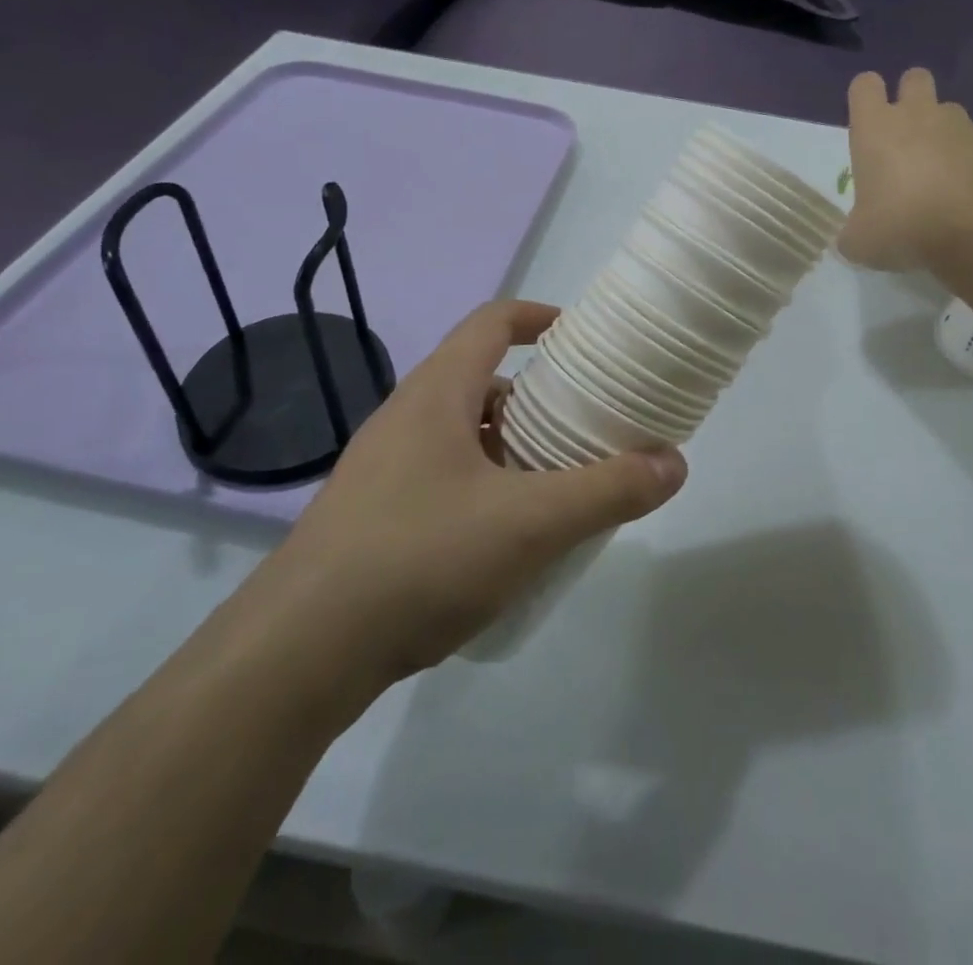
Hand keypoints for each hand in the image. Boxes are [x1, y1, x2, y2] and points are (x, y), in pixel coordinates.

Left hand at [256, 302, 685, 699]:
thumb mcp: (530, 523)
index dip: (541, 317)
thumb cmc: (418, 559)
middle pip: (483, 378)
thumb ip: (608, 490)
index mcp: (438, 393)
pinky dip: (486, 484)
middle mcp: (407, 416)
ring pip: (464, 432)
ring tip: (559, 481)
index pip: (493, 321)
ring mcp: (384, 467)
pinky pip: (444, 475)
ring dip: (514, 444)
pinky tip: (508, 535)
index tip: (586, 339)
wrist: (297, 654)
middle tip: (587, 423)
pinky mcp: (374, 514)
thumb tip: (674, 462)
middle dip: (539, 394)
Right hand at [839, 69, 972, 272]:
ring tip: (941, 172)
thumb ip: (853, 231)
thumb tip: (855, 237)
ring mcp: (962, 126)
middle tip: (906, 138)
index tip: (866, 125)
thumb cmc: (901, 226)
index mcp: (876, 128)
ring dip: (943, 132)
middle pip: (914, 78)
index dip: (864, 99)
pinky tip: (970, 191)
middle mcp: (918, 115)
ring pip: (950, 111)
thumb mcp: (860, 241)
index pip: (864, 85)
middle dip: (910, 98)